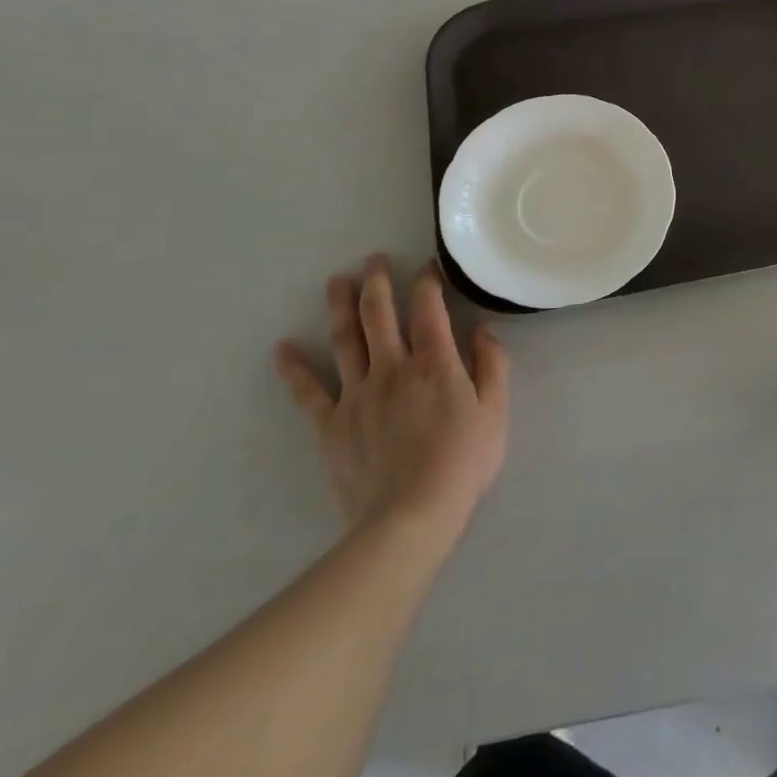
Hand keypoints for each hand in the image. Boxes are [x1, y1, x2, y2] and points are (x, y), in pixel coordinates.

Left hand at [275, 255, 508, 544]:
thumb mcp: (495, 411)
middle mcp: (392, 367)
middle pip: (379, 315)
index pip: (429, 309)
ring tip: (335, 281)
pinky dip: (293, 368)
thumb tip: (482, 330)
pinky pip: (308, 391)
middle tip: (373, 260)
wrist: (410, 516)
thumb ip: (491, 365)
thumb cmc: (462, 462)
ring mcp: (357, 394)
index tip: (425, 267)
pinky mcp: (331, 424)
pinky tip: (281, 347)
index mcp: (435, 362)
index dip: (427, 283)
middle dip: (377, 282)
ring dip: (339, 307)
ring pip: (344, 340)